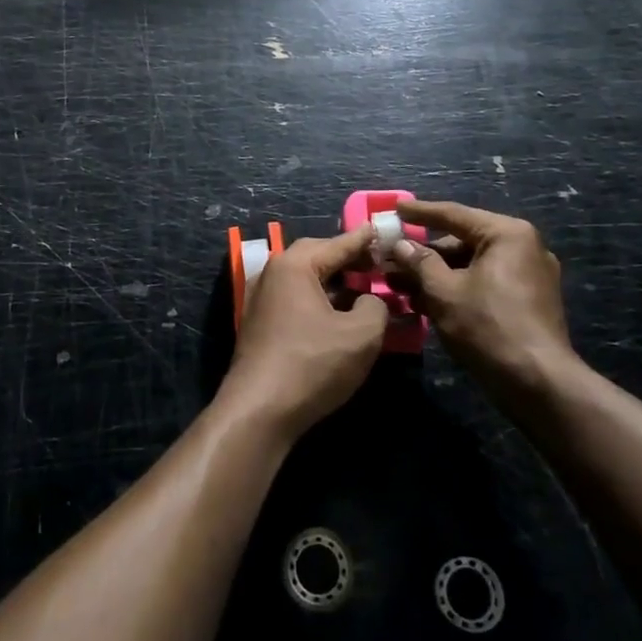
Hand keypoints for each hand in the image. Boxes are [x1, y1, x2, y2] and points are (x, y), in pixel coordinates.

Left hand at [220, 225, 387, 441]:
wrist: (259, 410)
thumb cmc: (312, 365)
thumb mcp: (361, 335)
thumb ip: (375, 306)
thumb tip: (370, 300)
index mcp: (294, 265)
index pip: (336, 244)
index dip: (364, 240)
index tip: (382, 230)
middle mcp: (272, 273)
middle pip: (315, 256)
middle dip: (346, 258)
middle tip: (375, 264)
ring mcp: (260, 299)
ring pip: (303, 278)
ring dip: (333, 281)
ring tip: (362, 290)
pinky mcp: (258, 323)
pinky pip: (294, 298)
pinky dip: (318, 299)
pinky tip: (337, 315)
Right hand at [388, 200, 579, 407]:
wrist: (539, 384)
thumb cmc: (488, 327)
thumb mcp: (444, 291)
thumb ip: (420, 262)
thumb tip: (401, 245)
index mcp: (507, 234)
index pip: (454, 214)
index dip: (419, 212)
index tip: (393, 208)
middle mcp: (523, 247)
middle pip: (462, 242)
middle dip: (424, 255)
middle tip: (391, 260)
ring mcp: (529, 276)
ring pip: (471, 266)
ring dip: (436, 276)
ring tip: (400, 287)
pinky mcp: (528, 302)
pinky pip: (484, 284)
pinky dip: (457, 289)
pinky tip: (425, 304)